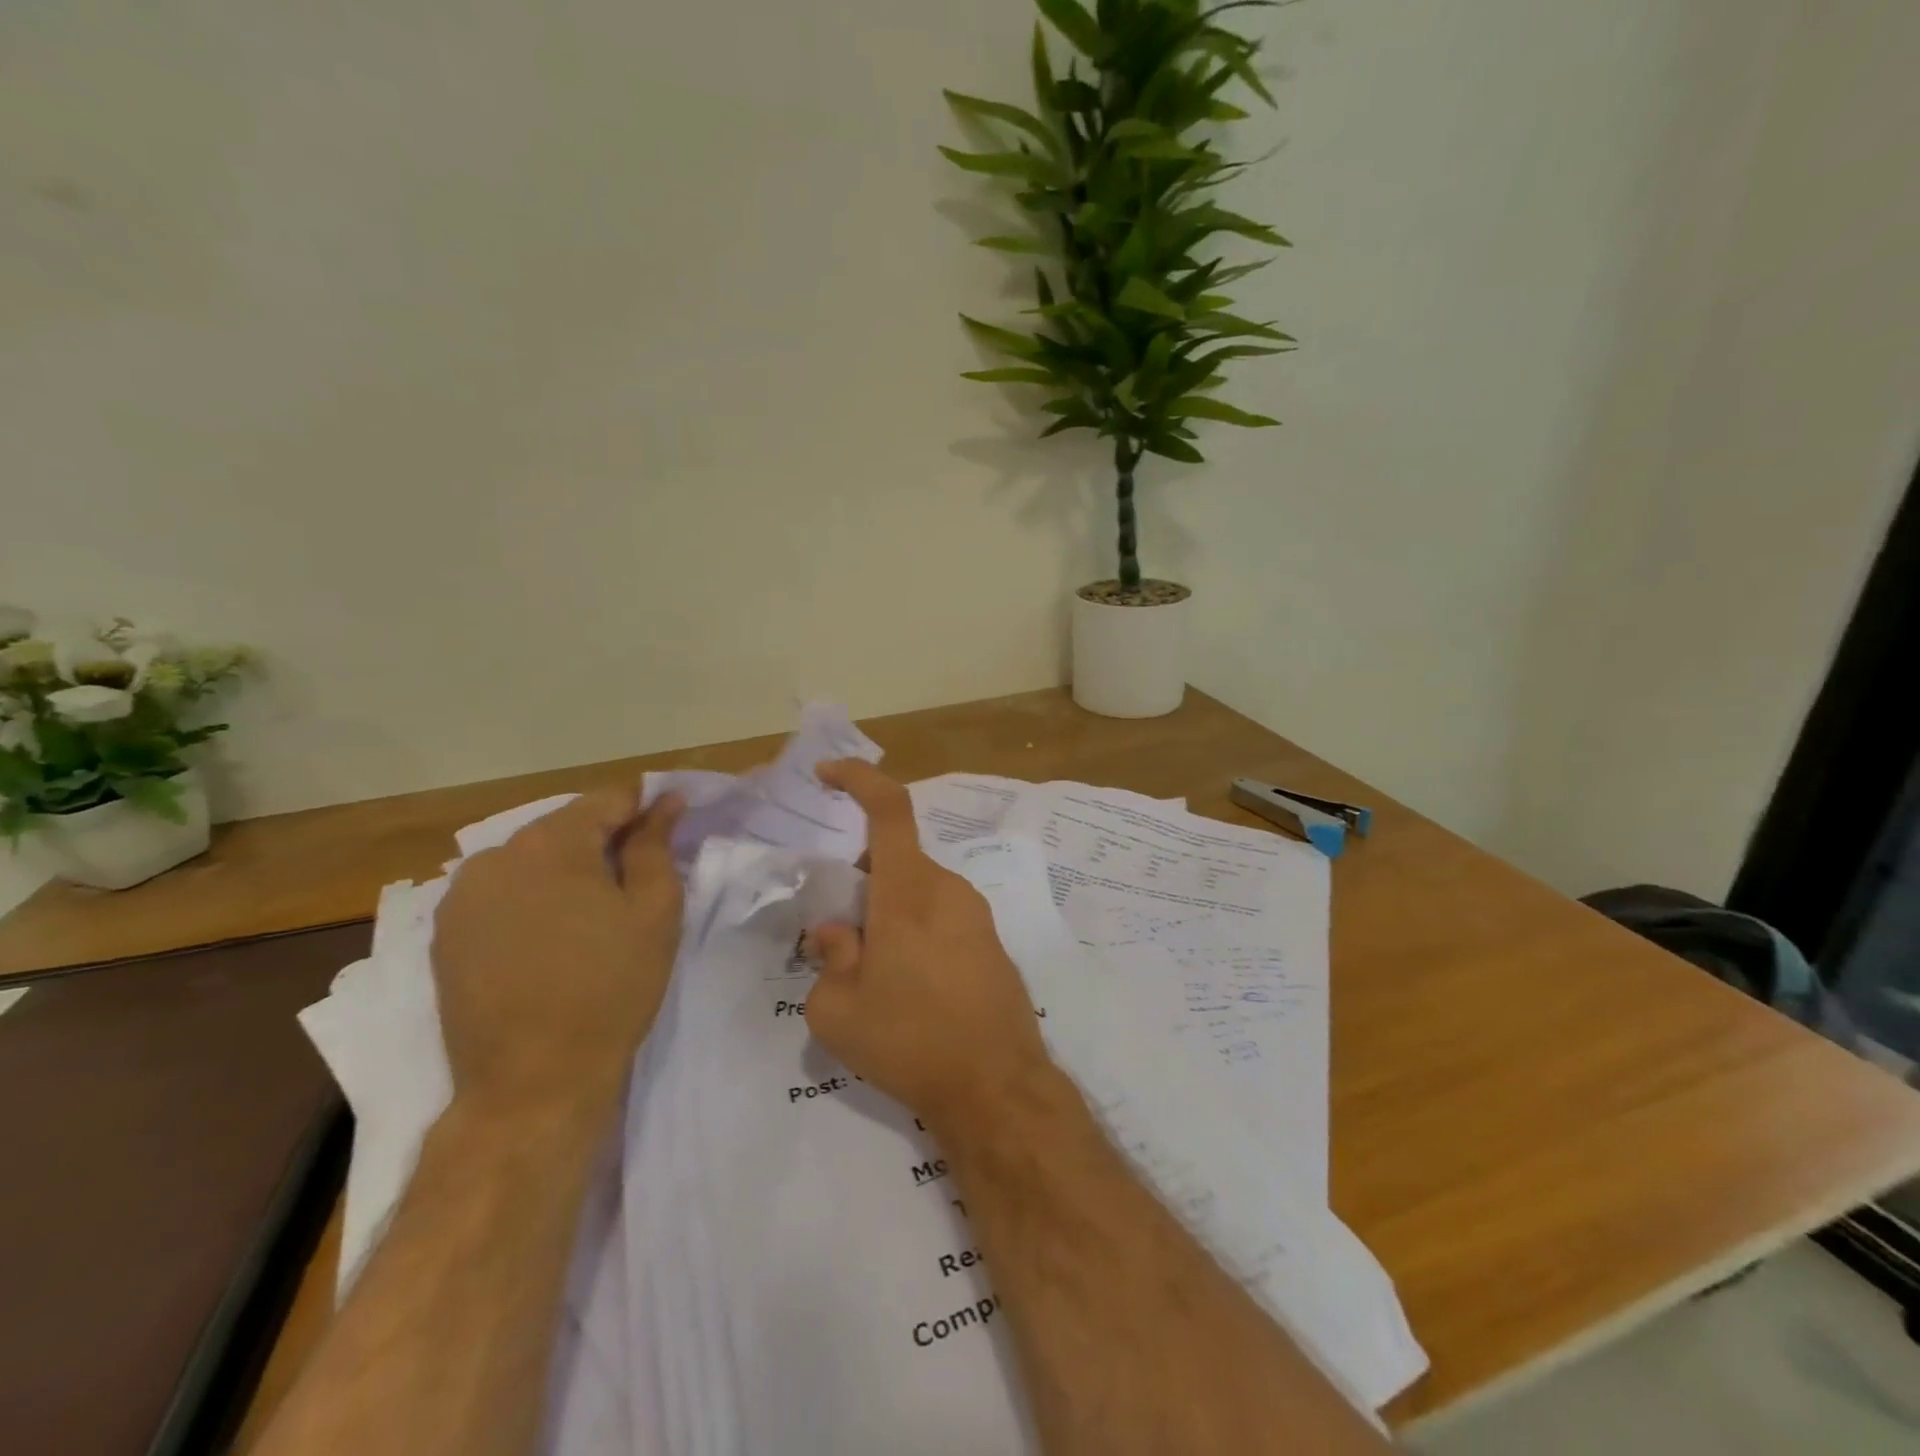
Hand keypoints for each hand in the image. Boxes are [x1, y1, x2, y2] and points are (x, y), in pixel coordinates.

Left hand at [433, 787, 684, 1121]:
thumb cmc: (610, 988)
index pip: (608, 799)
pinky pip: (503, 893)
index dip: (646, 807)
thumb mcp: (653, 910)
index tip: (673, 825)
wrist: (533, 1082)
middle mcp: (495, 856)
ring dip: (569, 869)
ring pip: (532, 859)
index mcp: (550, 843)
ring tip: (598, 910)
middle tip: (640, 876)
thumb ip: (656, 845)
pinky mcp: (445, 935)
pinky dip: (535, 897)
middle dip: (606, 839)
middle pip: (566, 826)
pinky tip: (556, 934)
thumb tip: (665, 801)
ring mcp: (461, 897)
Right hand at [804, 760, 1053, 1134]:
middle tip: (841, 932)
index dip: (858, 780)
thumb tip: (836, 931)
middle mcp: (948, 890)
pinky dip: (916, 930)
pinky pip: (943, 917)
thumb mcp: (837, 1010)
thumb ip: (828, 958)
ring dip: (890, 910)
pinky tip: (910, 988)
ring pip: (920, 890)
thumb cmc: (909, 1041)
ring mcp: (977, 916)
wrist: (997, 1088)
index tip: (827, 775)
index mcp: (909, 891)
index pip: (889, 809)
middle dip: (864, 878)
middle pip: (898, 858)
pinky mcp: (993, 944)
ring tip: (873, 973)